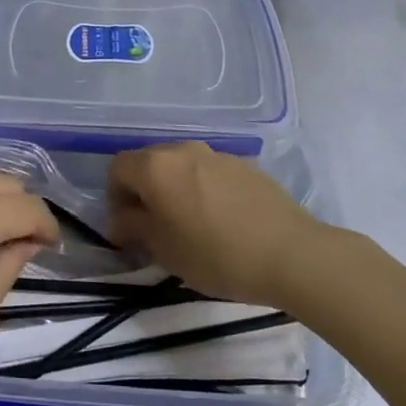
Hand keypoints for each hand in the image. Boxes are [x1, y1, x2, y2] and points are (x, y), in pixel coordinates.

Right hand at [107, 142, 320, 306]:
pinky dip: (203, 189)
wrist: (291, 254)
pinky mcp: (245, 165)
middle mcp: (183, 150)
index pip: (117, 169)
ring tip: (190, 224)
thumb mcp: (164, 250)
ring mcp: (217, 154)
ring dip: (174, 189)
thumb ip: (134, 227)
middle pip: (148, 162)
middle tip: (154, 227)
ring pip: (181, 166)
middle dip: (143, 190)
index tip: (127, 228)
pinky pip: (209, 172)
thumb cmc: (216, 255)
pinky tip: (221, 221)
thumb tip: (121, 219)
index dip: (114, 197)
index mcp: (156, 166)